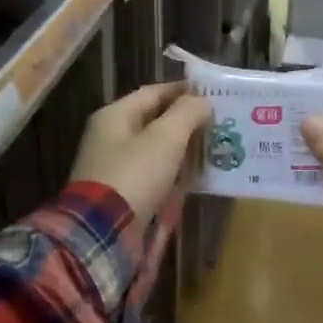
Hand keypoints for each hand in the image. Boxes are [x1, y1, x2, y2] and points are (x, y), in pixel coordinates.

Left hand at [69, 82, 213, 219]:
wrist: (104, 231)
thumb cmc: (135, 175)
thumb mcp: (165, 138)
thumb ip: (186, 114)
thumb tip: (203, 101)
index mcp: (114, 116)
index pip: (153, 93)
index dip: (183, 91)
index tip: (212, 94)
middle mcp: (110, 137)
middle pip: (154, 121)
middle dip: (186, 121)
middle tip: (218, 122)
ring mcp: (114, 167)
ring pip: (155, 149)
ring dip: (182, 148)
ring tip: (213, 148)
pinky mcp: (122, 193)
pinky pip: (153, 174)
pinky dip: (173, 173)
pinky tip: (196, 177)